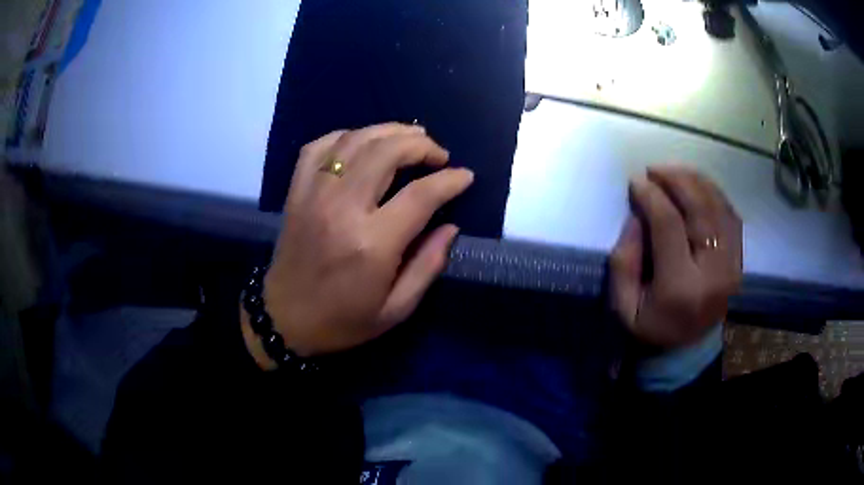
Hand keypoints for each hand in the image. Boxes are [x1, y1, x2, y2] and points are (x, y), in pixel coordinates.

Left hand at [242, 123, 472, 365]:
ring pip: (355, 141)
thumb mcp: (396, 309)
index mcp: (372, 244)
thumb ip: (428, 266)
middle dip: (421, 145)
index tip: (465, 176)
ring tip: (411, 137)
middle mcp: (342, 209)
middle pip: (386, 152)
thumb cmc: (342, 321)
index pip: (421, 195)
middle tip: (439, 154)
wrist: (284, 318)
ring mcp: (314, 195)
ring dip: (388, 131)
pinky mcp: (296, 192)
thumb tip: (451, 226)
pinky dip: (344, 136)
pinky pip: (319, 147)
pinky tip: (362, 142)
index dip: (449, 180)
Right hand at [610, 166, 742, 348]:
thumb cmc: (650, 329)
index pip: (669, 225)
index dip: (652, 196)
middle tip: (655, 170)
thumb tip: (637, 215)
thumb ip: (624, 261)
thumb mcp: (623, 306)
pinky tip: (698, 187)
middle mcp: (713, 273)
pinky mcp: (739, 262)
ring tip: (675, 172)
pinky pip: (732, 217)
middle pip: (701, 209)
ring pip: (720, 207)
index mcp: (681, 287)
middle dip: (676, 180)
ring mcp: (732, 266)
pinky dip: (715, 195)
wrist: (685, 350)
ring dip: (697, 181)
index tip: (636, 182)